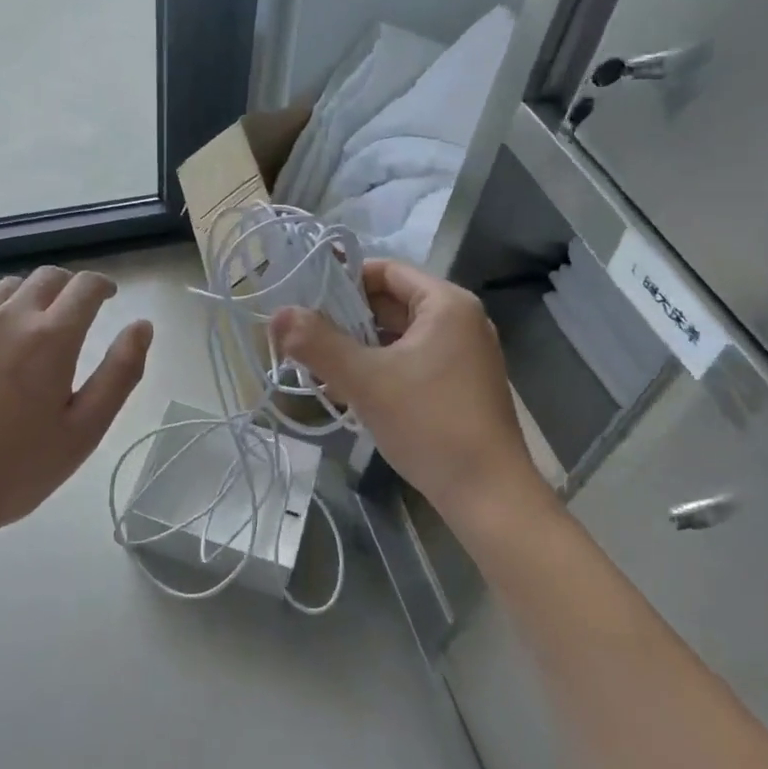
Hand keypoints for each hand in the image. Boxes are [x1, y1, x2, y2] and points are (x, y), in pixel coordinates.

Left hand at [0, 267, 152, 548]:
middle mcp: (11, 315)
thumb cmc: (14, 470)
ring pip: (8, 287)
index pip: (85, 286)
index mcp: (52, 337)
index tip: (107, 297)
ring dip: (28, 297)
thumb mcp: (84, 431)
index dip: (102, 285)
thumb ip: (120, 373)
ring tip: (29, 328)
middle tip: (73, 313)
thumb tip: (142, 325)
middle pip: (47, 277)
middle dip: (68, 288)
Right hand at [272, 259, 553, 525]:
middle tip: (304, 336)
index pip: (385, 270)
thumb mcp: (365, 380)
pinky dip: (380, 366)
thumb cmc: (430, 425)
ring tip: (319, 365)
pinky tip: (350, 389)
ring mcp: (464, 354)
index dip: (343, 280)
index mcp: (446, 304)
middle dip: (346, 319)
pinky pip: (412, 359)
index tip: (305, 300)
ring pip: (398, 334)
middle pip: (391, 302)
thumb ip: (318, 343)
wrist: (489, 498)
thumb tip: (277, 315)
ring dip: (359, 346)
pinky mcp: (461, 384)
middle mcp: (460, 320)